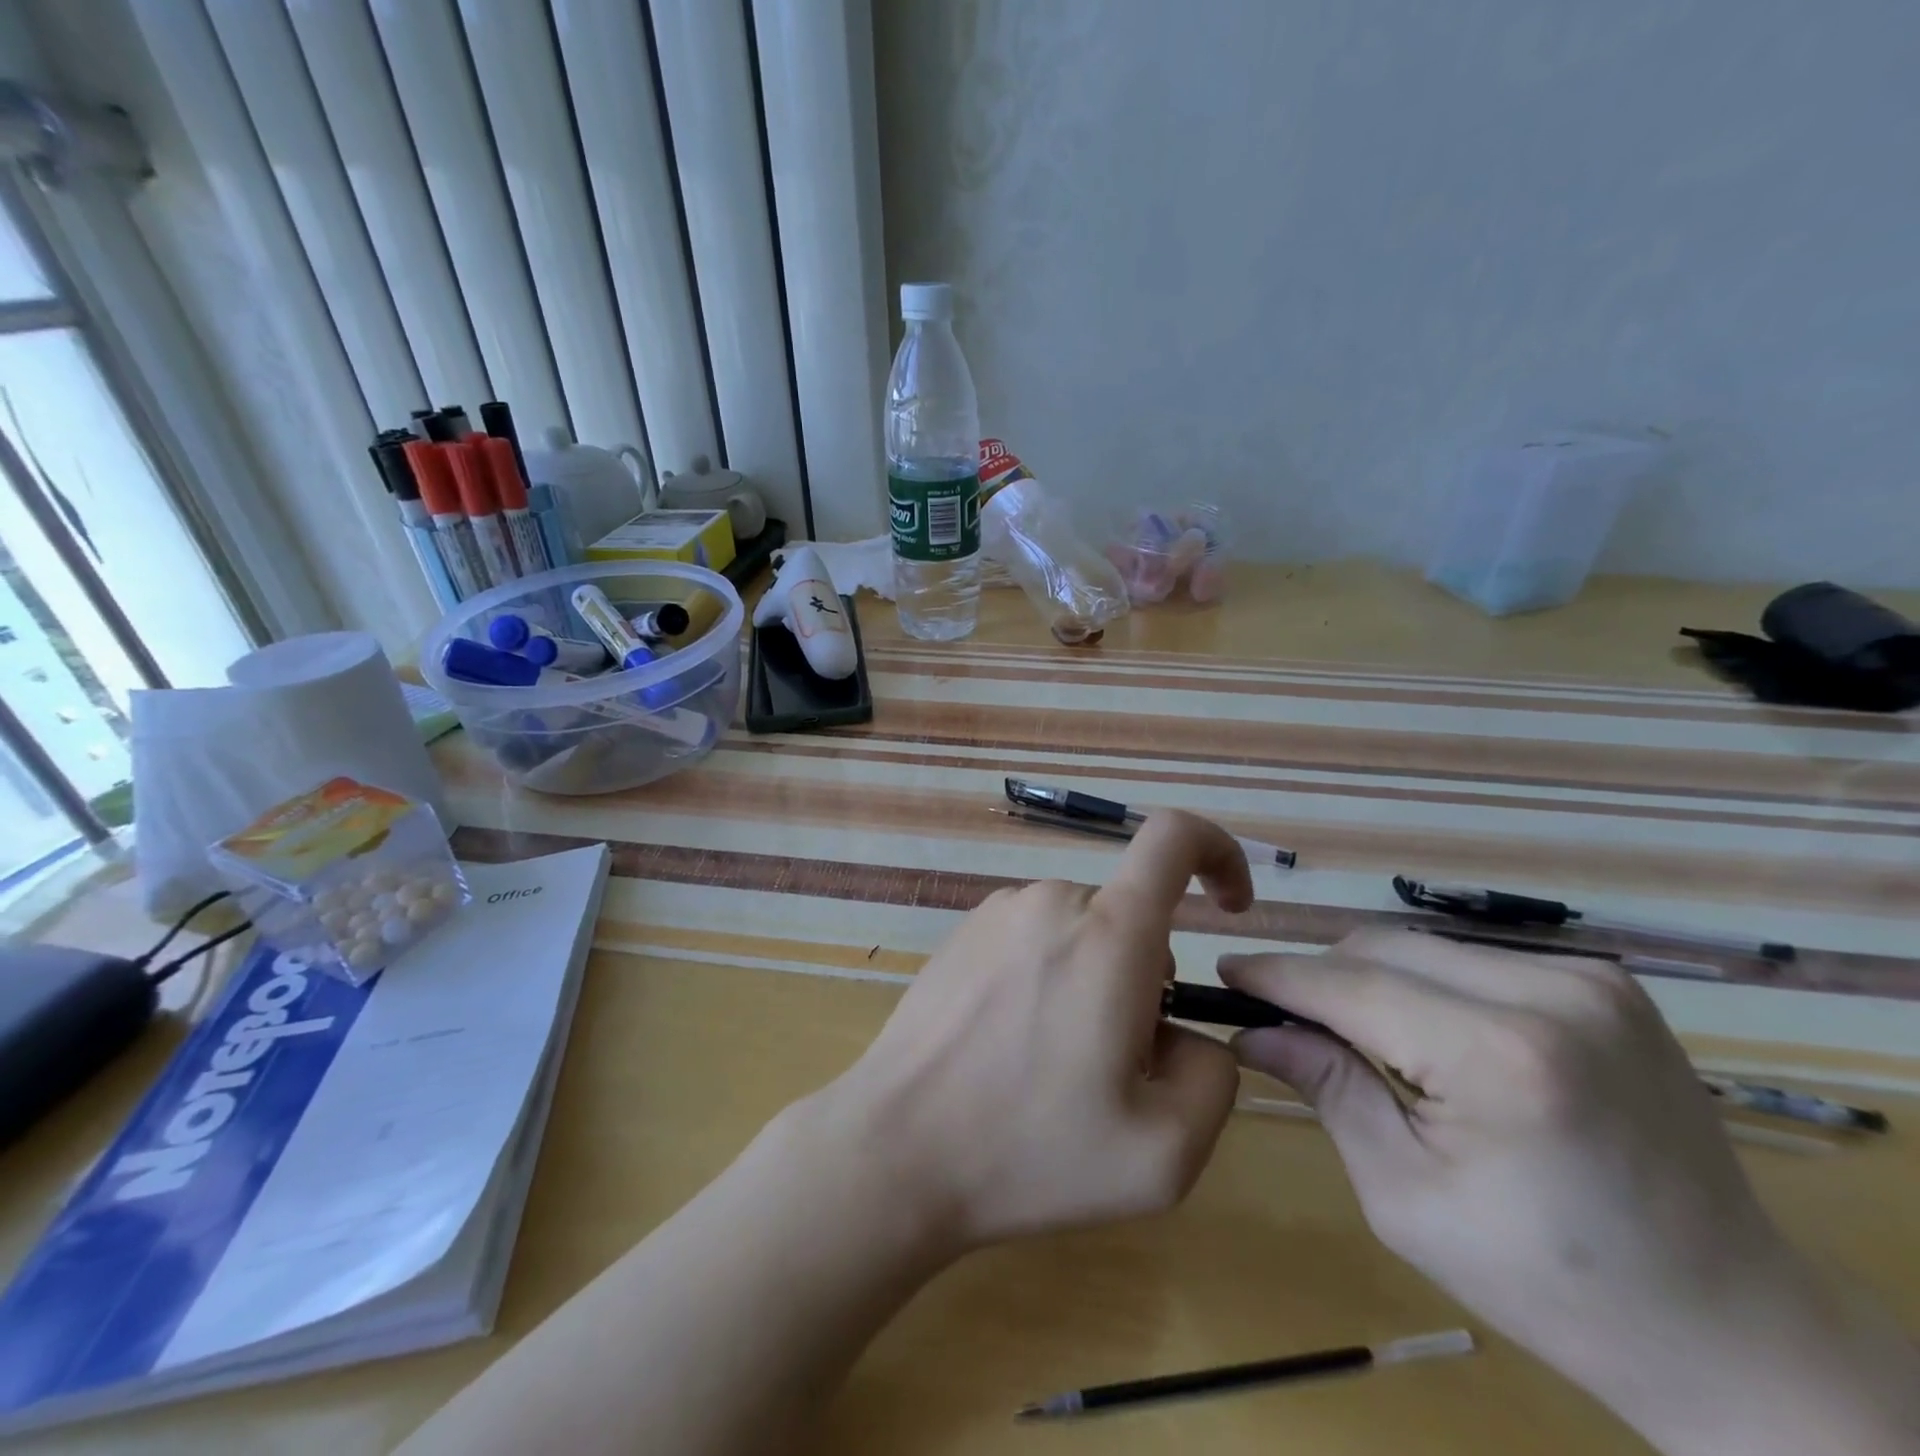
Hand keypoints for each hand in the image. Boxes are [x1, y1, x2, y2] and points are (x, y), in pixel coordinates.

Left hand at [817, 811, 1251, 1252]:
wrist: (898, 1148)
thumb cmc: (1032, 1151)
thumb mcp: (1164, 1151)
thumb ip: (1214, 1077)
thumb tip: (1190, 1034)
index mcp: (1110, 931)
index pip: (1174, 836)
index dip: (1218, 853)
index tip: (1230, 907)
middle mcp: (1052, 899)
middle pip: (1131, 915)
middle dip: (1145, 979)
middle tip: (1113, 1064)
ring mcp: (999, 911)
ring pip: (1083, 932)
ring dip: (1093, 984)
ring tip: (1053, 1065)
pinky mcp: (963, 932)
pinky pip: (1033, 940)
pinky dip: (1047, 979)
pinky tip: (1009, 1048)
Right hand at [1223, 932, 1919, 1454]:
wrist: (1730, 1325)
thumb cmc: (1547, 1280)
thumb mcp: (1405, 1197)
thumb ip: (1327, 1089)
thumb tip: (1251, 1031)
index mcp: (1501, 1058)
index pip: (1351, 984)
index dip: (1278, 974)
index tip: (1225, 968)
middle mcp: (1550, 994)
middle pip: (1382, 948)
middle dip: (1322, 976)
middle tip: (1284, 1017)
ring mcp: (1587, 979)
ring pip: (1422, 945)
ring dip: (1372, 978)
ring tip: (1355, 1033)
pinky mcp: (1604, 981)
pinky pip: (1471, 959)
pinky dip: (1427, 984)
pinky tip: (1427, 1034)